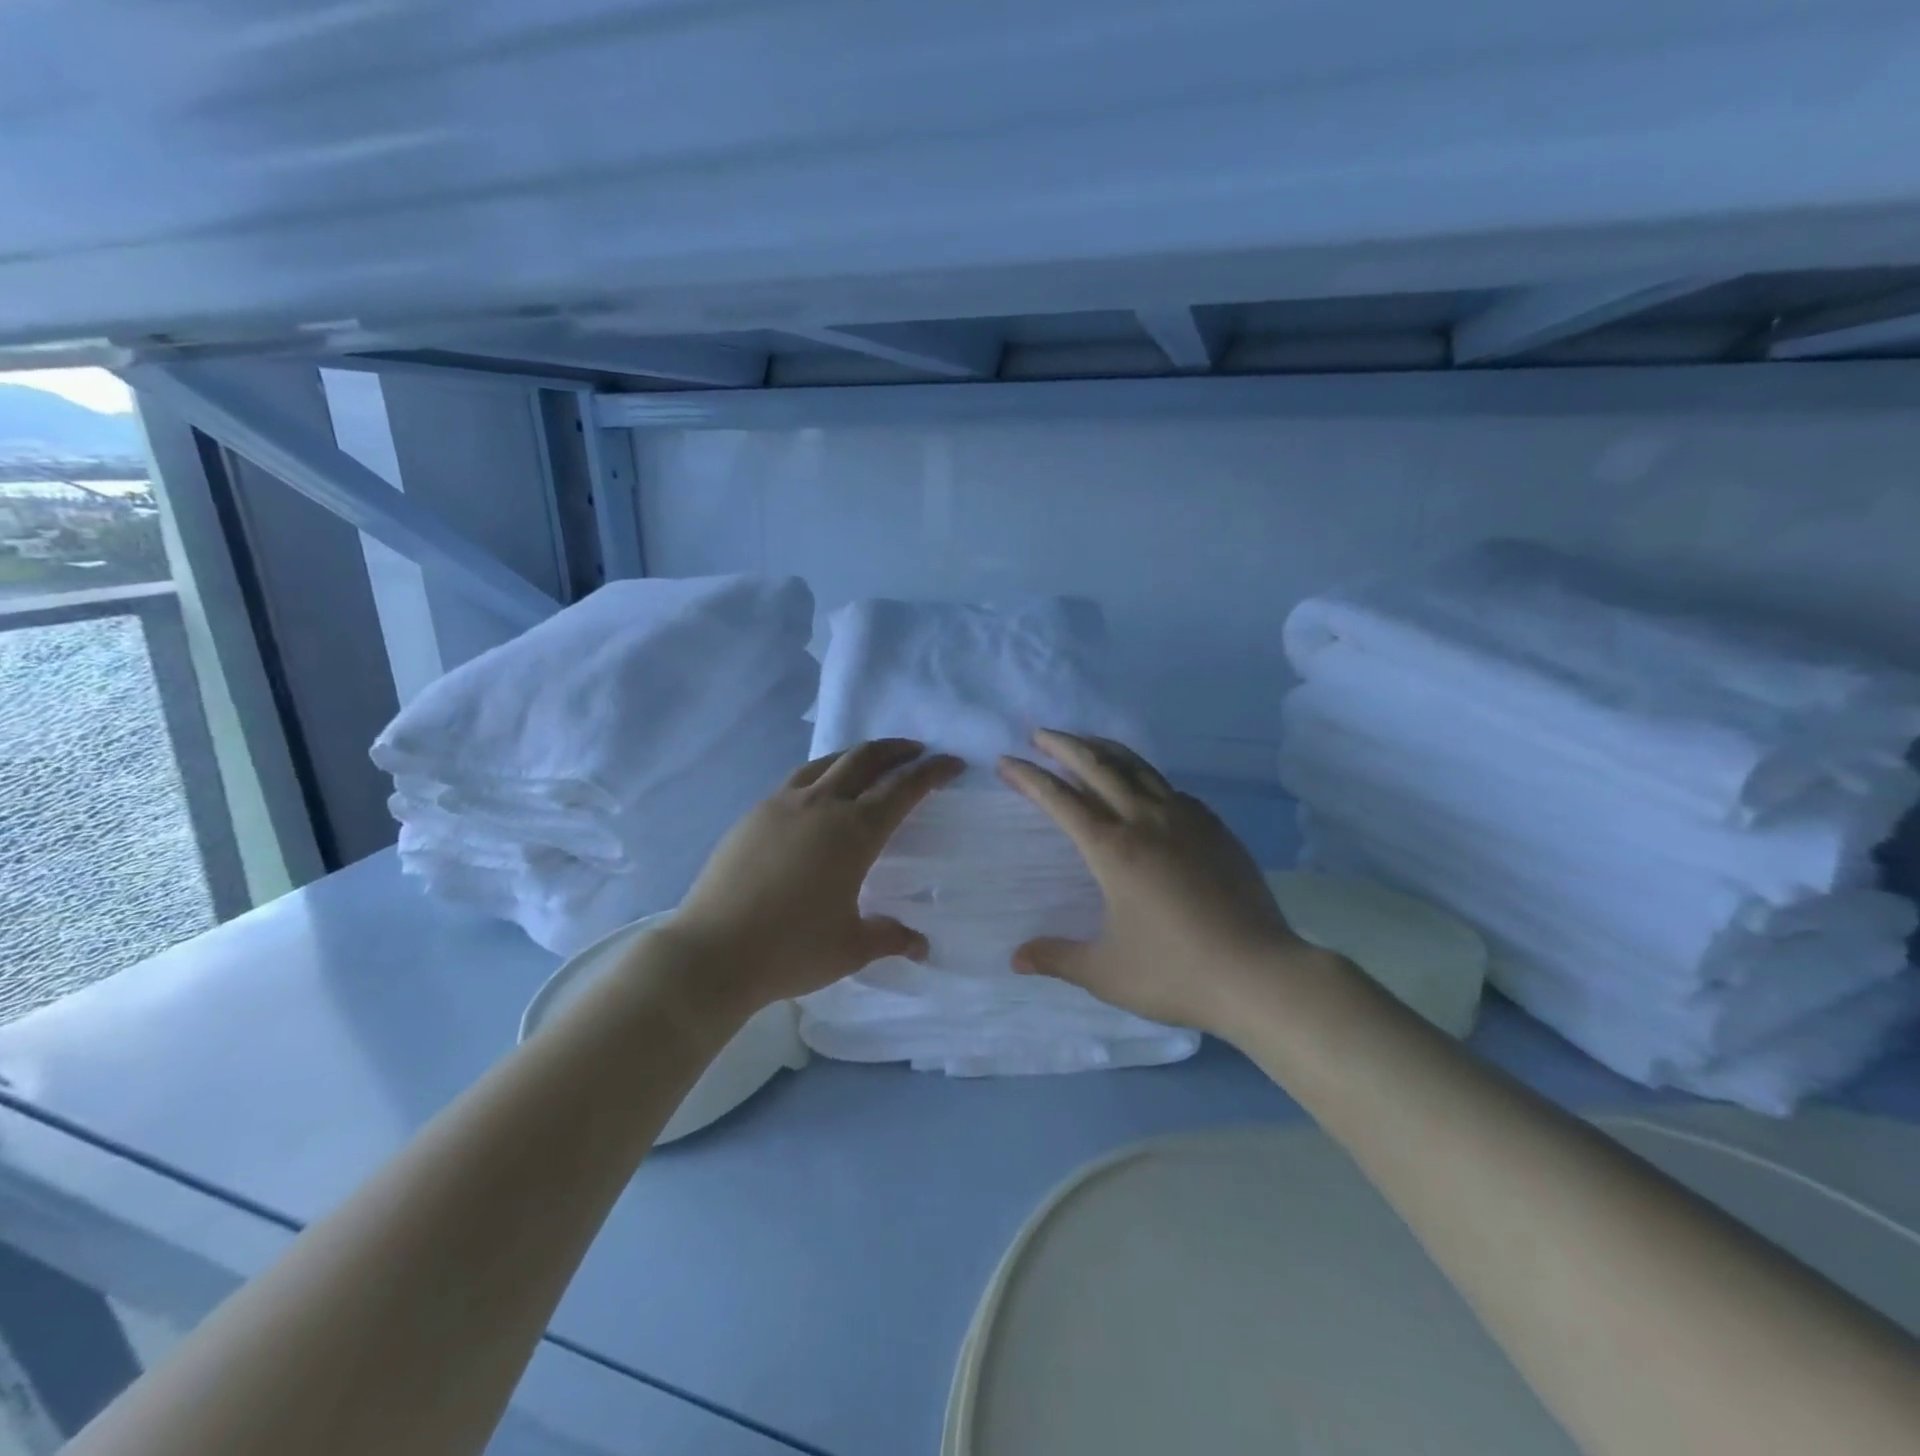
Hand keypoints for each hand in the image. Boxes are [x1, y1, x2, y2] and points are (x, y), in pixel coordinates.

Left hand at [656, 739, 964, 1015]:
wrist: (712, 952)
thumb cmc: (791, 949)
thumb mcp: (851, 948)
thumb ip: (890, 937)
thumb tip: (921, 944)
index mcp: (854, 832)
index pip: (904, 788)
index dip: (932, 772)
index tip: (952, 763)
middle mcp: (821, 806)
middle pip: (865, 759)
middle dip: (897, 750)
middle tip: (917, 752)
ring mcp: (782, 805)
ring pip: (827, 762)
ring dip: (857, 755)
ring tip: (870, 763)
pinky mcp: (753, 815)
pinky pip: (797, 780)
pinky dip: (822, 773)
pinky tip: (819, 794)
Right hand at [997, 729, 1304, 1032]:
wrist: (1260, 973)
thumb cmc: (1175, 972)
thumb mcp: (1105, 972)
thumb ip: (1057, 957)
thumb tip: (1016, 957)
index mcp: (1113, 850)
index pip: (1060, 800)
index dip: (1029, 777)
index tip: (1006, 761)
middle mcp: (1146, 821)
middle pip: (1098, 767)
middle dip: (1064, 745)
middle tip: (1039, 734)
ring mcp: (1186, 820)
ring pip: (1138, 768)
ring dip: (1104, 750)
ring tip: (1084, 741)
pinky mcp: (1216, 828)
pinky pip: (1170, 789)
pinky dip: (1144, 776)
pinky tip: (1142, 787)